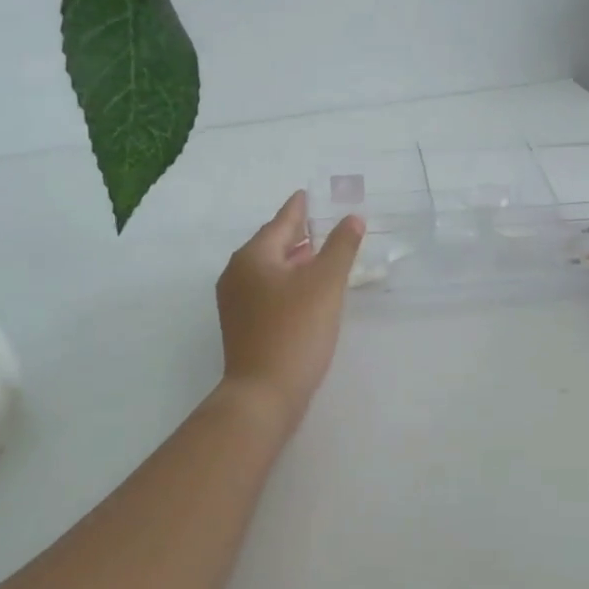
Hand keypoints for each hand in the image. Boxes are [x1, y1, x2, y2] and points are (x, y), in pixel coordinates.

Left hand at [217, 191, 364, 429]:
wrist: (263, 394)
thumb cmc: (294, 331)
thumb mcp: (325, 284)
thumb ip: (340, 247)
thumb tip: (352, 218)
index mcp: (253, 257)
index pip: (281, 222)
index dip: (299, 208)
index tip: (308, 194)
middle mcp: (238, 274)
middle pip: (271, 244)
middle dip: (297, 234)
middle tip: (321, 222)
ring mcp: (236, 302)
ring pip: (269, 269)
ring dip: (294, 259)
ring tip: (319, 253)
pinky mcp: (243, 325)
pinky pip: (267, 290)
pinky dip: (288, 282)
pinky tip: (306, 290)